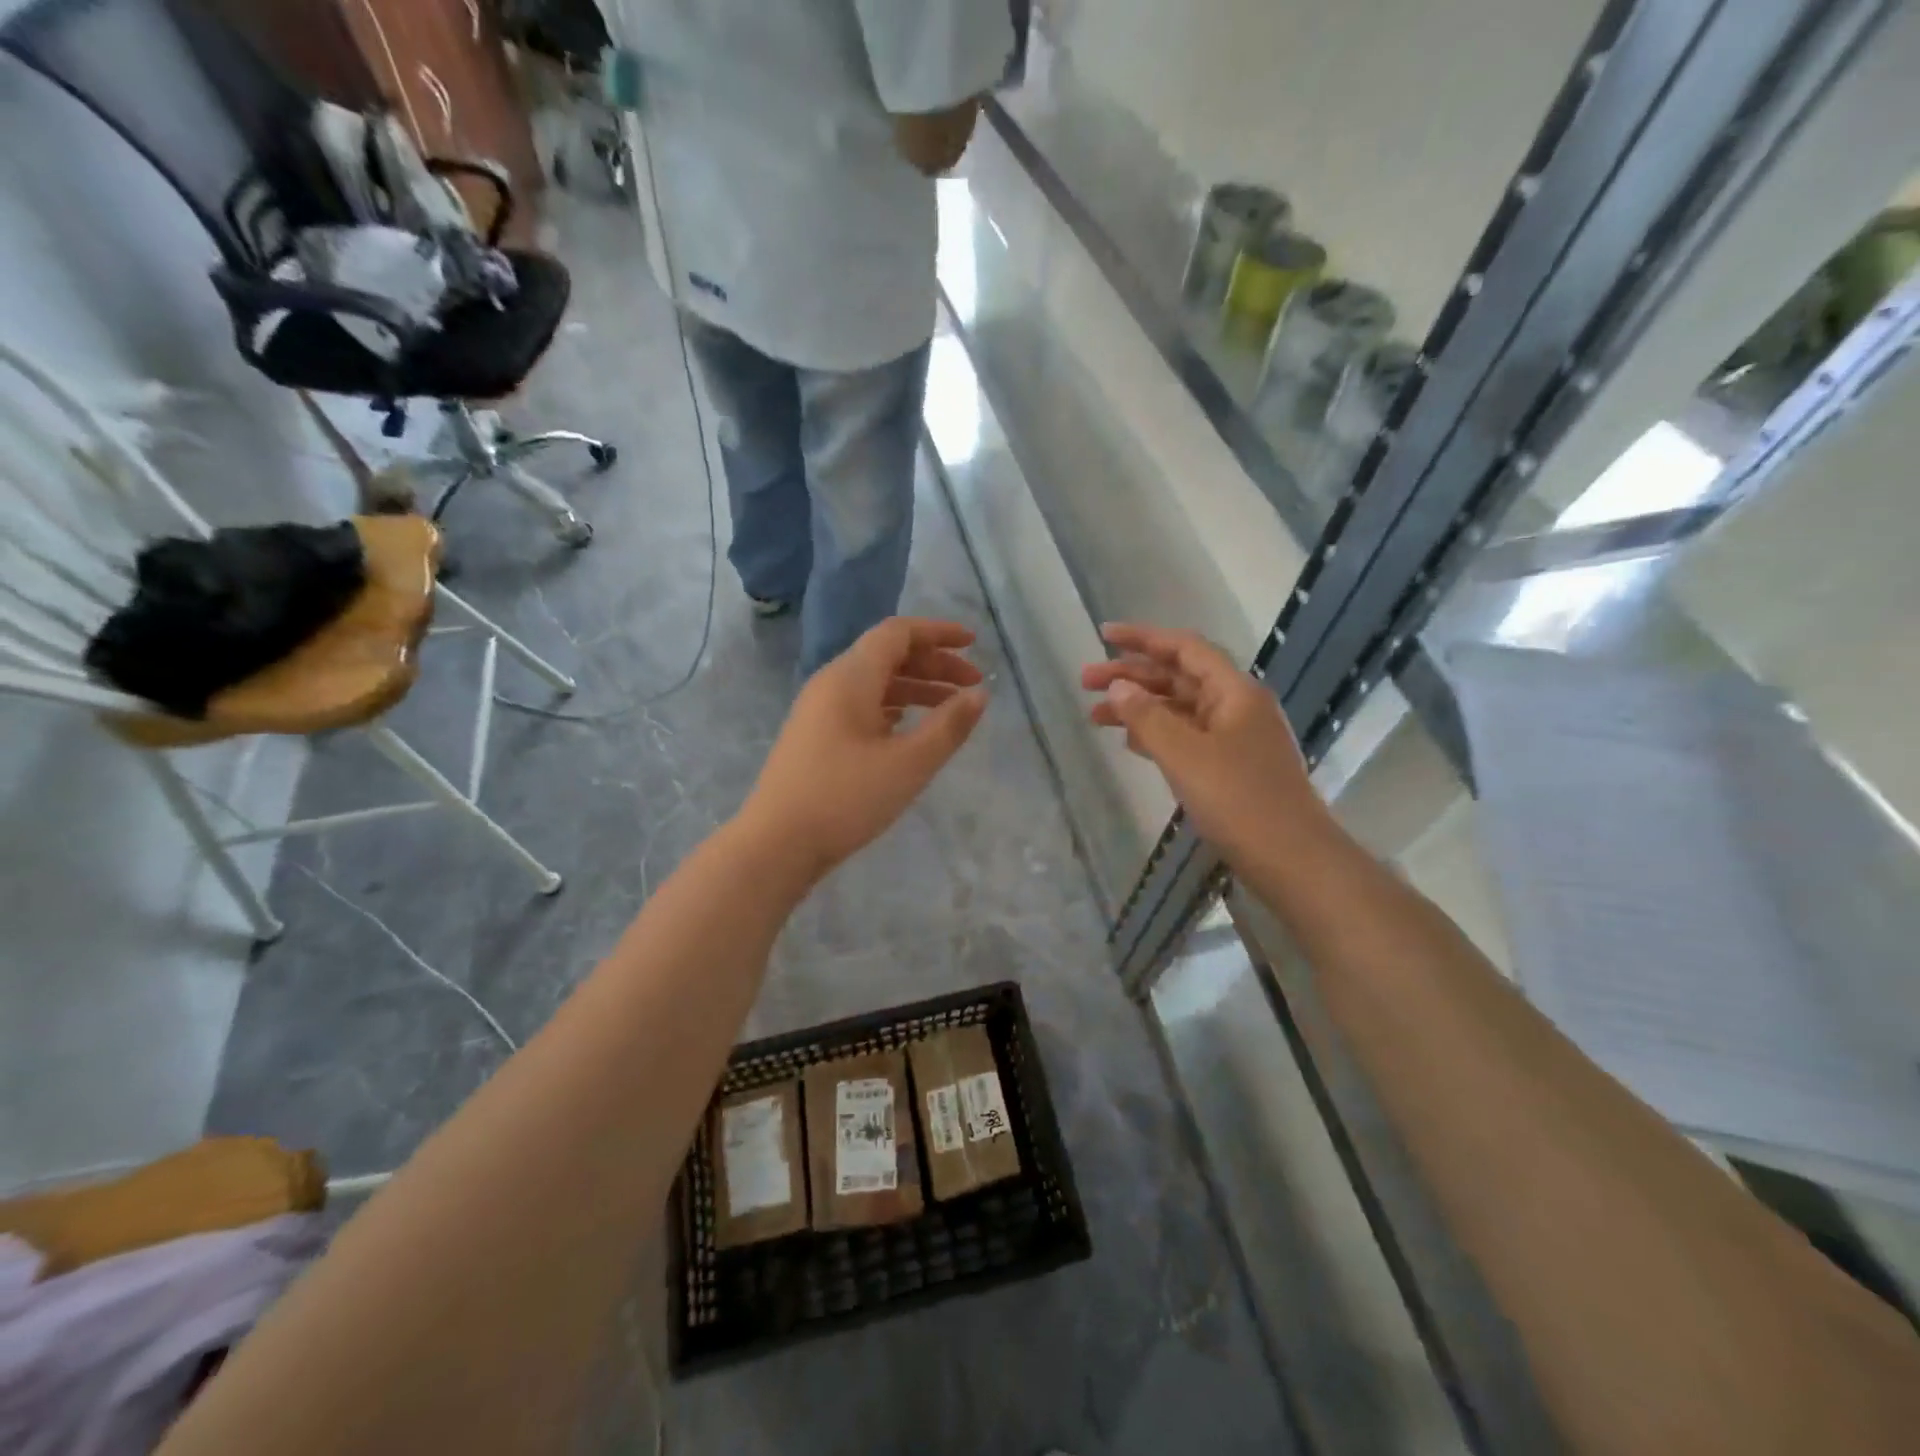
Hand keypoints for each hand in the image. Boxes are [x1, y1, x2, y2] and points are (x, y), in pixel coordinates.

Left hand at [740, 617, 987, 880]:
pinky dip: (893, 707)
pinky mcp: (815, 736)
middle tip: (972, 684)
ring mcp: (819, 710)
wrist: (776, 844)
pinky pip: (860, 705)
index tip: (973, 643)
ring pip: (874, 682)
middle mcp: (831, 683)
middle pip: (887, 655)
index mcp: (851, 678)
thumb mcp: (909, 764)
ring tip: (951, 708)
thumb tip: (979, 694)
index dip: (938, 632)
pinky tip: (909, 727)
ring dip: (915, 687)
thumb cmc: (846, 799)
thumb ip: (949, 726)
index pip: (897, 633)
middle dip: (933, 663)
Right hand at [1082, 623, 1322, 863]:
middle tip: (1085, 681)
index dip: (1142, 638)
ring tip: (1094, 716)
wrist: (1291, 860)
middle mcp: (1236, 707)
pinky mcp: (1229, 768)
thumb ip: (1147, 717)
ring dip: (1138, 708)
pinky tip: (1129, 742)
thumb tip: (1120, 686)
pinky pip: (1185, 738)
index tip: (1102, 636)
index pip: (1184, 648)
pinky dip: (1156, 734)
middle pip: (1178, 678)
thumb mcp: (1185, 755)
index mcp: (1234, 692)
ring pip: (1178, 710)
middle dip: (1131, 676)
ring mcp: (1234, 738)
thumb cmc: (1239, 800)